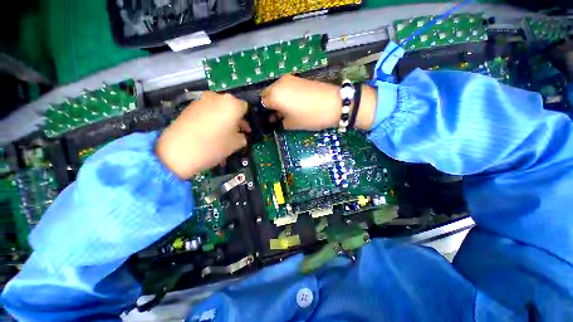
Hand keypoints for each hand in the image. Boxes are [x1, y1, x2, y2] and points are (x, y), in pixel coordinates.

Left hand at [156, 91, 249, 179]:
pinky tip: (210, 134)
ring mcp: (201, 100)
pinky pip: (207, 112)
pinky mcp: (189, 107)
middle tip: (237, 133)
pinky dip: (212, 121)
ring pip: (219, 110)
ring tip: (223, 136)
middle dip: (236, 120)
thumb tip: (241, 134)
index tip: (247, 131)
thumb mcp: (236, 144)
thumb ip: (243, 136)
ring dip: (224, 121)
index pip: (245, 108)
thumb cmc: (214, 146)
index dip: (247, 120)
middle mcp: (217, 97)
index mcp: (232, 104)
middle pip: (231, 107)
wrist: (177, 152)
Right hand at [261, 74, 376, 130]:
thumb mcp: (292, 124)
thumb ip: (280, 121)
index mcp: (275, 95)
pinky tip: (294, 103)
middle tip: (277, 116)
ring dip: (278, 100)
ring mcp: (290, 79)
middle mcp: (279, 83)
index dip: (265, 113)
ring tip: (286, 111)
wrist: (334, 104)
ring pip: (277, 90)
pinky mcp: (299, 78)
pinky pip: (286, 87)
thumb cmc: (310, 116)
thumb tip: (277, 119)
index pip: (262, 103)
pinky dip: (286, 95)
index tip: (271, 120)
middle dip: (270, 105)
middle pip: (268, 94)